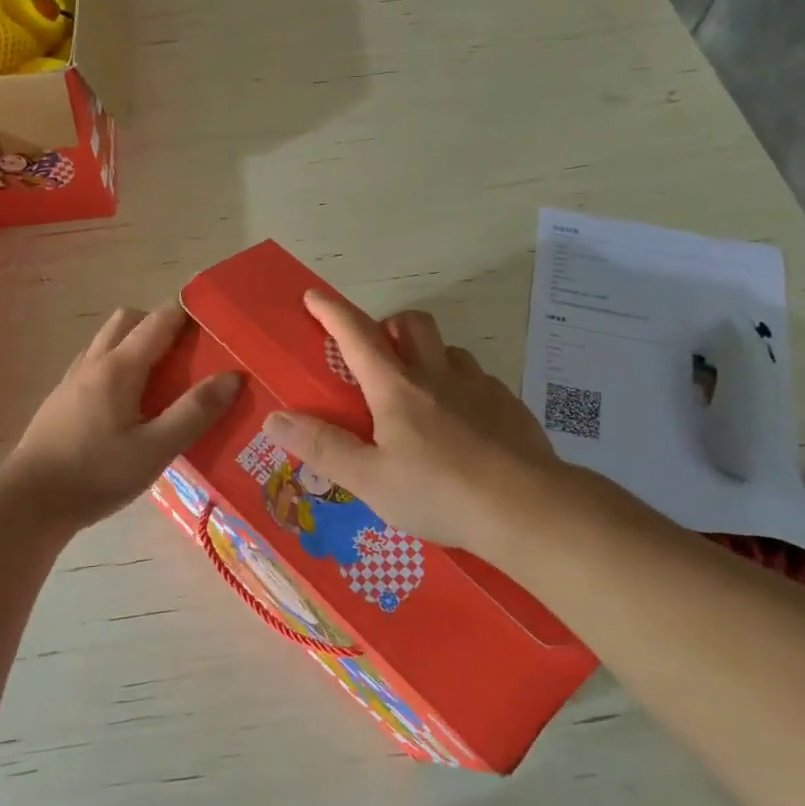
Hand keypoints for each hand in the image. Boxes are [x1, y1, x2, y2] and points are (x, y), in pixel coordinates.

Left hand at [0, 303, 240, 533]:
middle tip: (188, 352)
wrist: (29, 503)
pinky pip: (95, 364)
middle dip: (159, 323)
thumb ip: (194, 413)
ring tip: (163, 377)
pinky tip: (129, 403)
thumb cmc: (95, 475)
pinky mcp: (61, 400)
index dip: (187, 311)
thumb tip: (232, 377)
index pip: (158, 320)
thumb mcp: (154, 450)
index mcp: (118, 367)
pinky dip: (118, 365)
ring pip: (108, 341)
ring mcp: (72, 380)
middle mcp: (93, 363)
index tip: (215, 318)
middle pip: (128, 320)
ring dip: (136, 343)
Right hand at [263, 292, 566, 556]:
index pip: (357, 336)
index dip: (332, 312)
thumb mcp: (369, 479)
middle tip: (378, 353)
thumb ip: (322, 447)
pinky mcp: (510, 407)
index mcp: (397, 388)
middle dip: (390, 325)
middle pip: (413, 324)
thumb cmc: (440, 493)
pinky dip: (461, 388)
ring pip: (450, 351)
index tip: (313, 295)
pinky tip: (463, 426)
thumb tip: (274, 418)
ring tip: (421, 394)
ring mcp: (479, 388)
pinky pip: (479, 381)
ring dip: (429, 357)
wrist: (529, 509)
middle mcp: (439, 375)